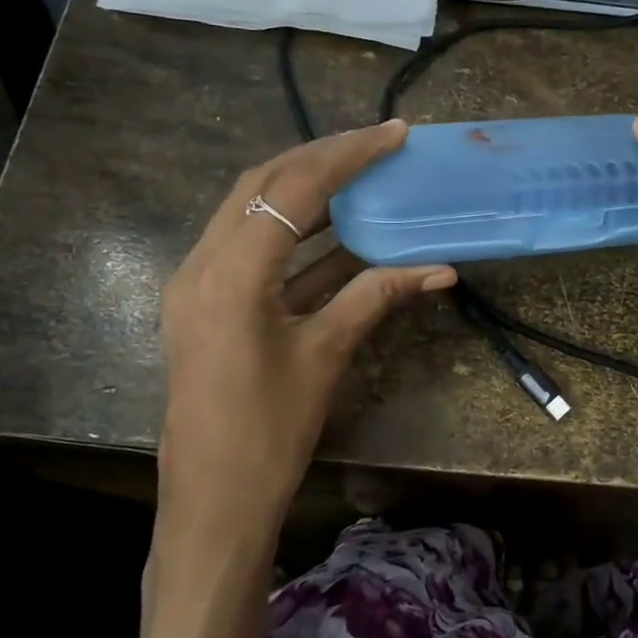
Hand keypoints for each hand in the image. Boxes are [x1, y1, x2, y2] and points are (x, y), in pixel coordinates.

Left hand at [157, 121, 454, 544]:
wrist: (212, 502)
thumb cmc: (269, 433)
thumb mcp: (326, 355)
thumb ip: (377, 297)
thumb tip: (440, 268)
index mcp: (231, 273)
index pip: (292, 189)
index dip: (347, 155)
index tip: (393, 134)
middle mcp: (203, 263)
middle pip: (263, 185)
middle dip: (322, 159)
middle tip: (377, 147)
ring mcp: (197, 283)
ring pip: (251, 212)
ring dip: (305, 191)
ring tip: (361, 175)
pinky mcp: (205, 303)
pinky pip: (250, 249)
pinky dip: (294, 235)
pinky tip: (338, 232)